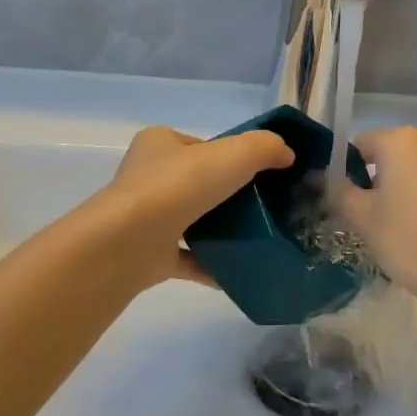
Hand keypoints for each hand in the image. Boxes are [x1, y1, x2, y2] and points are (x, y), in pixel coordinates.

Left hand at [93, 126, 294, 288]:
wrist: (130, 242)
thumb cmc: (178, 187)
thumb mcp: (232, 155)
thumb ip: (263, 148)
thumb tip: (286, 154)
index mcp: (158, 144)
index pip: (200, 145)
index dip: (230, 156)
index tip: (258, 173)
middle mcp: (147, 177)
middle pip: (196, 183)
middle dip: (226, 194)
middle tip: (263, 207)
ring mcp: (145, 217)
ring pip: (190, 220)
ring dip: (218, 229)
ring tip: (256, 238)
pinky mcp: (148, 254)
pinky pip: (187, 258)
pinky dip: (211, 264)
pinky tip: (238, 271)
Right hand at [334, 127, 416, 310]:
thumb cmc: (408, 239)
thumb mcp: (361, 216)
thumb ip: (338, 190)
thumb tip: (323, 177)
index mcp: (402, 141)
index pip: (360, 145)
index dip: (346, 170)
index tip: (344, 200)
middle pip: (389, 155)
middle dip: (374, 180)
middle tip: (366, 217)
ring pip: (414, 171)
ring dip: (400, 189)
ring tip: (394, 227)